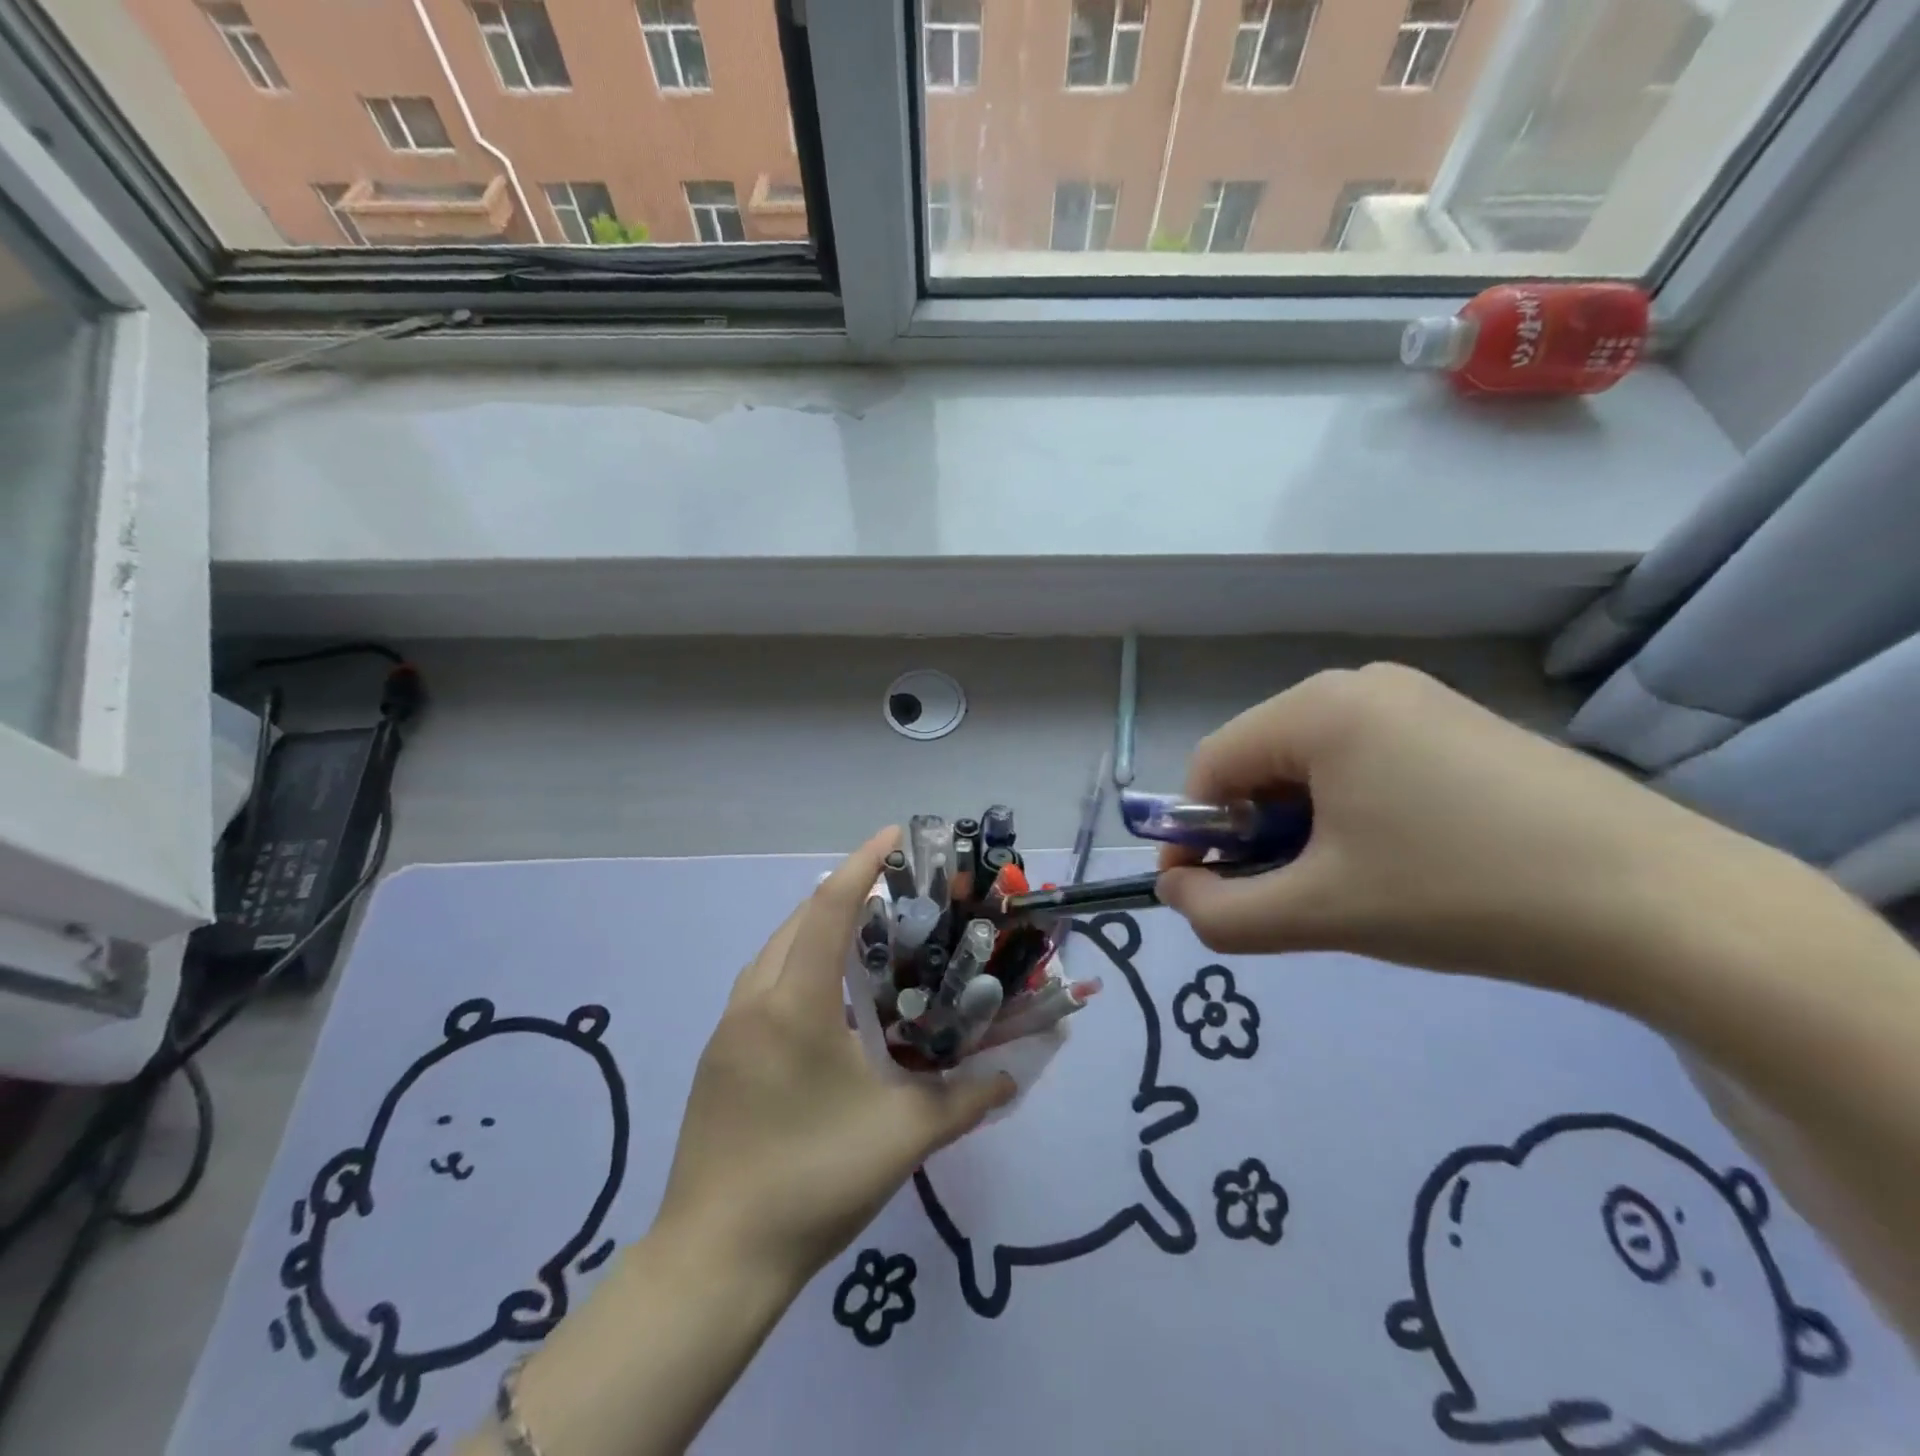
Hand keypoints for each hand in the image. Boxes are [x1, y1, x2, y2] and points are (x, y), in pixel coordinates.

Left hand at [654, 827, 1012, 1291]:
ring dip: (817, 929)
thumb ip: (965, 1100)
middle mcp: (755, 999)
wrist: (714, 1259)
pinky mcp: (718, 1055)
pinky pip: (762, 982)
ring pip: (775, 950)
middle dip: (846, 893)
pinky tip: (827, 1000)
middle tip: (896, 893)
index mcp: (795, 1002)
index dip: (863, 863)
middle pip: (799, 919)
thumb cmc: (812, 1181)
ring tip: (866, 938)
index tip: (894, 834)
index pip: (831, 907)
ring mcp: (728, 1027)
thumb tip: (1010, 1079)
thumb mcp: (902, 1138)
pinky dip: (797, 965)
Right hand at [1155, 663, 1782, 992]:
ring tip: (1342, 884)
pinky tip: (1396, 859)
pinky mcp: (1462, 725)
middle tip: (1281, 896)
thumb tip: (1174, 889)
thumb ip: (1220, 912)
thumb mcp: (1319, 913)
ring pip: (1314, 764)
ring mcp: (1420, 699)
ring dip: (1300, 825)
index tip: (1201, 892)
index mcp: (1319, 708)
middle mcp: (1361, 683)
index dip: (1192, 832)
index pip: (1212, 765)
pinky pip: (1368, 761)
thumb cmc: (1461, 896)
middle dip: (1251, 832)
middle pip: (1262, 760)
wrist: (1665, 907)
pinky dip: (1350, 811)